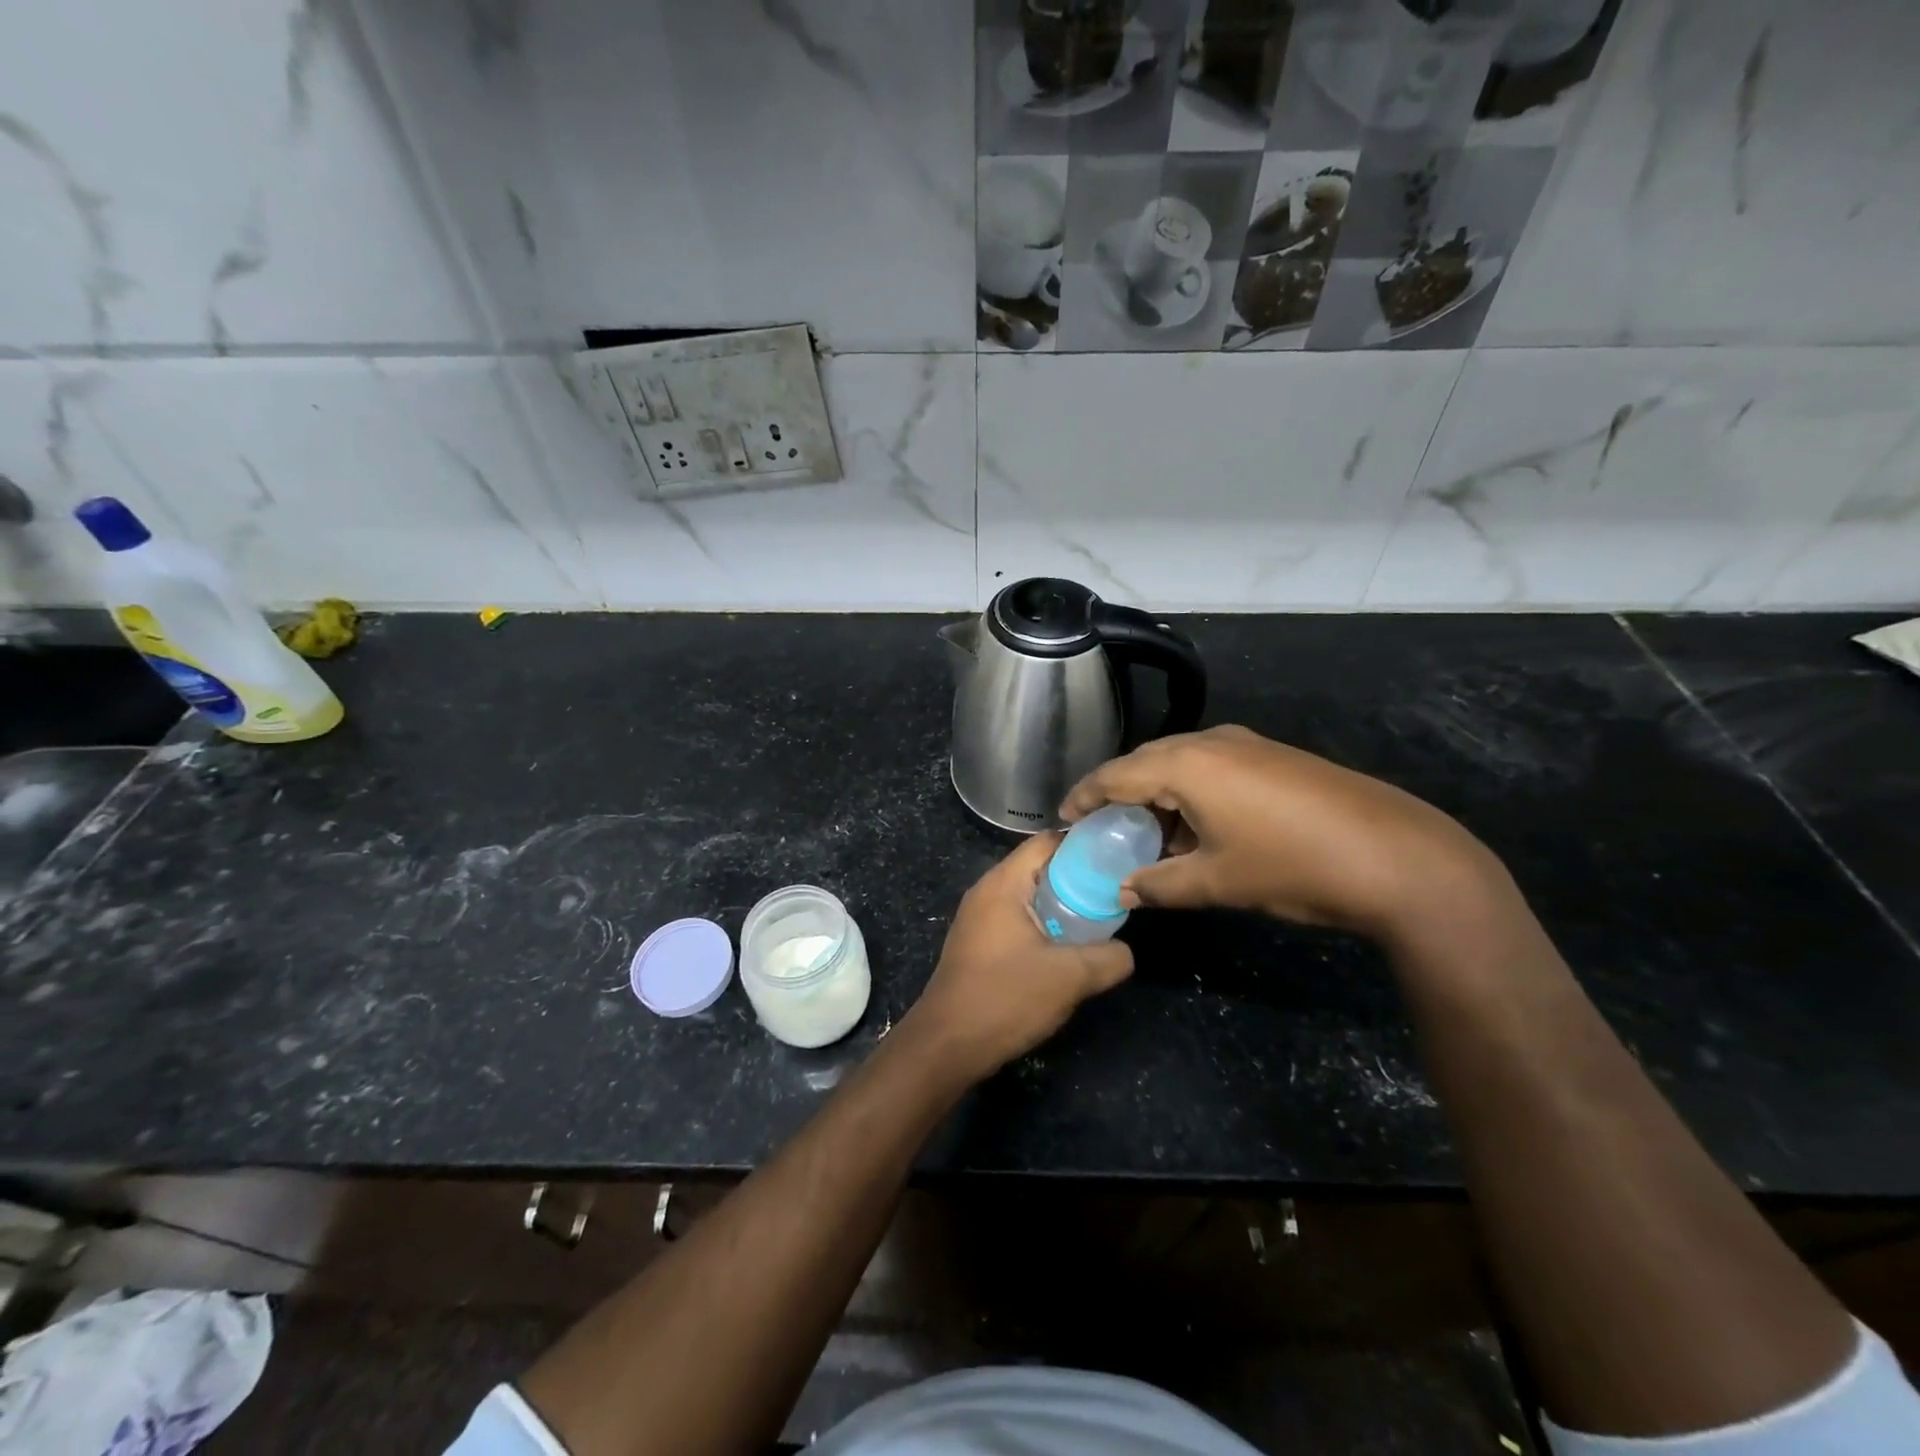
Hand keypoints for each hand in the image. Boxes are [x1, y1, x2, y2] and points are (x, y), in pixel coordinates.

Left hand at [905, 833, 1133, 1080]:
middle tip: (1115, 892)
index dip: (1084, 845)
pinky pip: (1017, 918)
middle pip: (1039, 867)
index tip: (1118, 858)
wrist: (946, 1045)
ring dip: (1062, 905)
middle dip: (1078, 877)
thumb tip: (1125, 951)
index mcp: (1003, 883)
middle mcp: (987, 891)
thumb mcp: (1070, 977)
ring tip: (1099, 921)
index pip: (1047, 841)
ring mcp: (979, 918)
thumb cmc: (1005, 998)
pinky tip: (1067, 949)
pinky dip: (1044, 924)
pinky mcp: (978, 943)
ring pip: (1029, 896)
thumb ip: (1109, 957)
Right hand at [1061, 725, 1505, 942]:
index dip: (1084, 796)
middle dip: (1120, 795)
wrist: (1399, 857)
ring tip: (1148, 835)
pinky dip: (1191, 793)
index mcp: (1186, 764)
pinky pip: (1212, 767)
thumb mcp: (1217, 882)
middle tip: (1102, 829)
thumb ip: (1160, 884)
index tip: (1063, 818)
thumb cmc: (1292, 866)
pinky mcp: (1274, 756)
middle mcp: (1212, 741)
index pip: (1115, 775)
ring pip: (1181, 763)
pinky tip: (1197, 828)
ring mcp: (1248, 744)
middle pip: (1146, 762)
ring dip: (1158, 796)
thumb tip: (1124, 890)